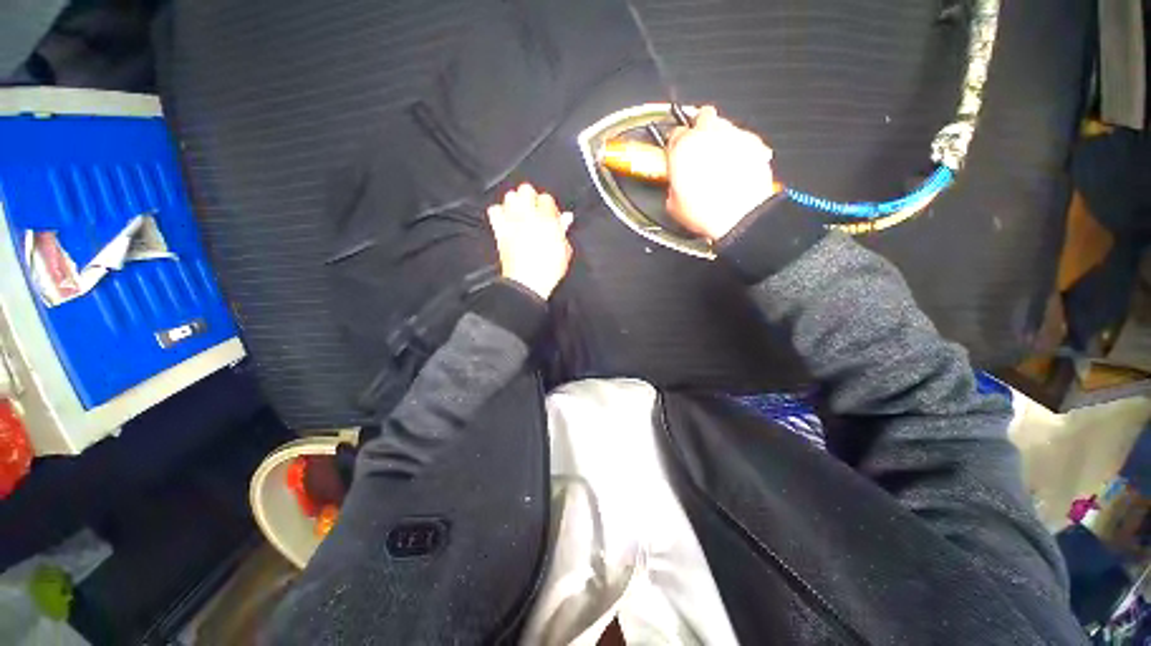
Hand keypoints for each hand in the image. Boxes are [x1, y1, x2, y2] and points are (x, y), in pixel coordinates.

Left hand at [487, 184, 573, 298]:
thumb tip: (565, 218)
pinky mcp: (500, 230)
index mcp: (547, 219)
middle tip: (535, 211)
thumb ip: (564, 231)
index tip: (551, 216)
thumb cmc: (549, 270)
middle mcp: (528, 215)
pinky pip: (494, 211)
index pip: (546, 198)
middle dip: (531, 198)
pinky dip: (499, 213)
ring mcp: (512, 221)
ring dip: (515, 202)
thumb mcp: (564, 250)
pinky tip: (506, 220)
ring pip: (509, 196)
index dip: (549, 207)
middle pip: (526, 190)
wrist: (527, 283)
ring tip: (520, 214)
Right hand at [665, 106, 778, 239]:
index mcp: (683, 147)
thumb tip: (676, 184)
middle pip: (702, 115)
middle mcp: (708, 134)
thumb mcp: (674, 204)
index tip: (676, 152)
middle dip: (699, 126)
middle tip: (698, 145)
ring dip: (718, 136)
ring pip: (724, 123)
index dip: (674, 144)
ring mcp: (734, 135)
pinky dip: (738, 147)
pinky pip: (743, 138)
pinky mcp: (754, 143)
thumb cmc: (707, 212)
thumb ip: (673, 184)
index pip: (674, 133)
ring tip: (717, 158)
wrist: (741, 217)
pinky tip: (735, 165)